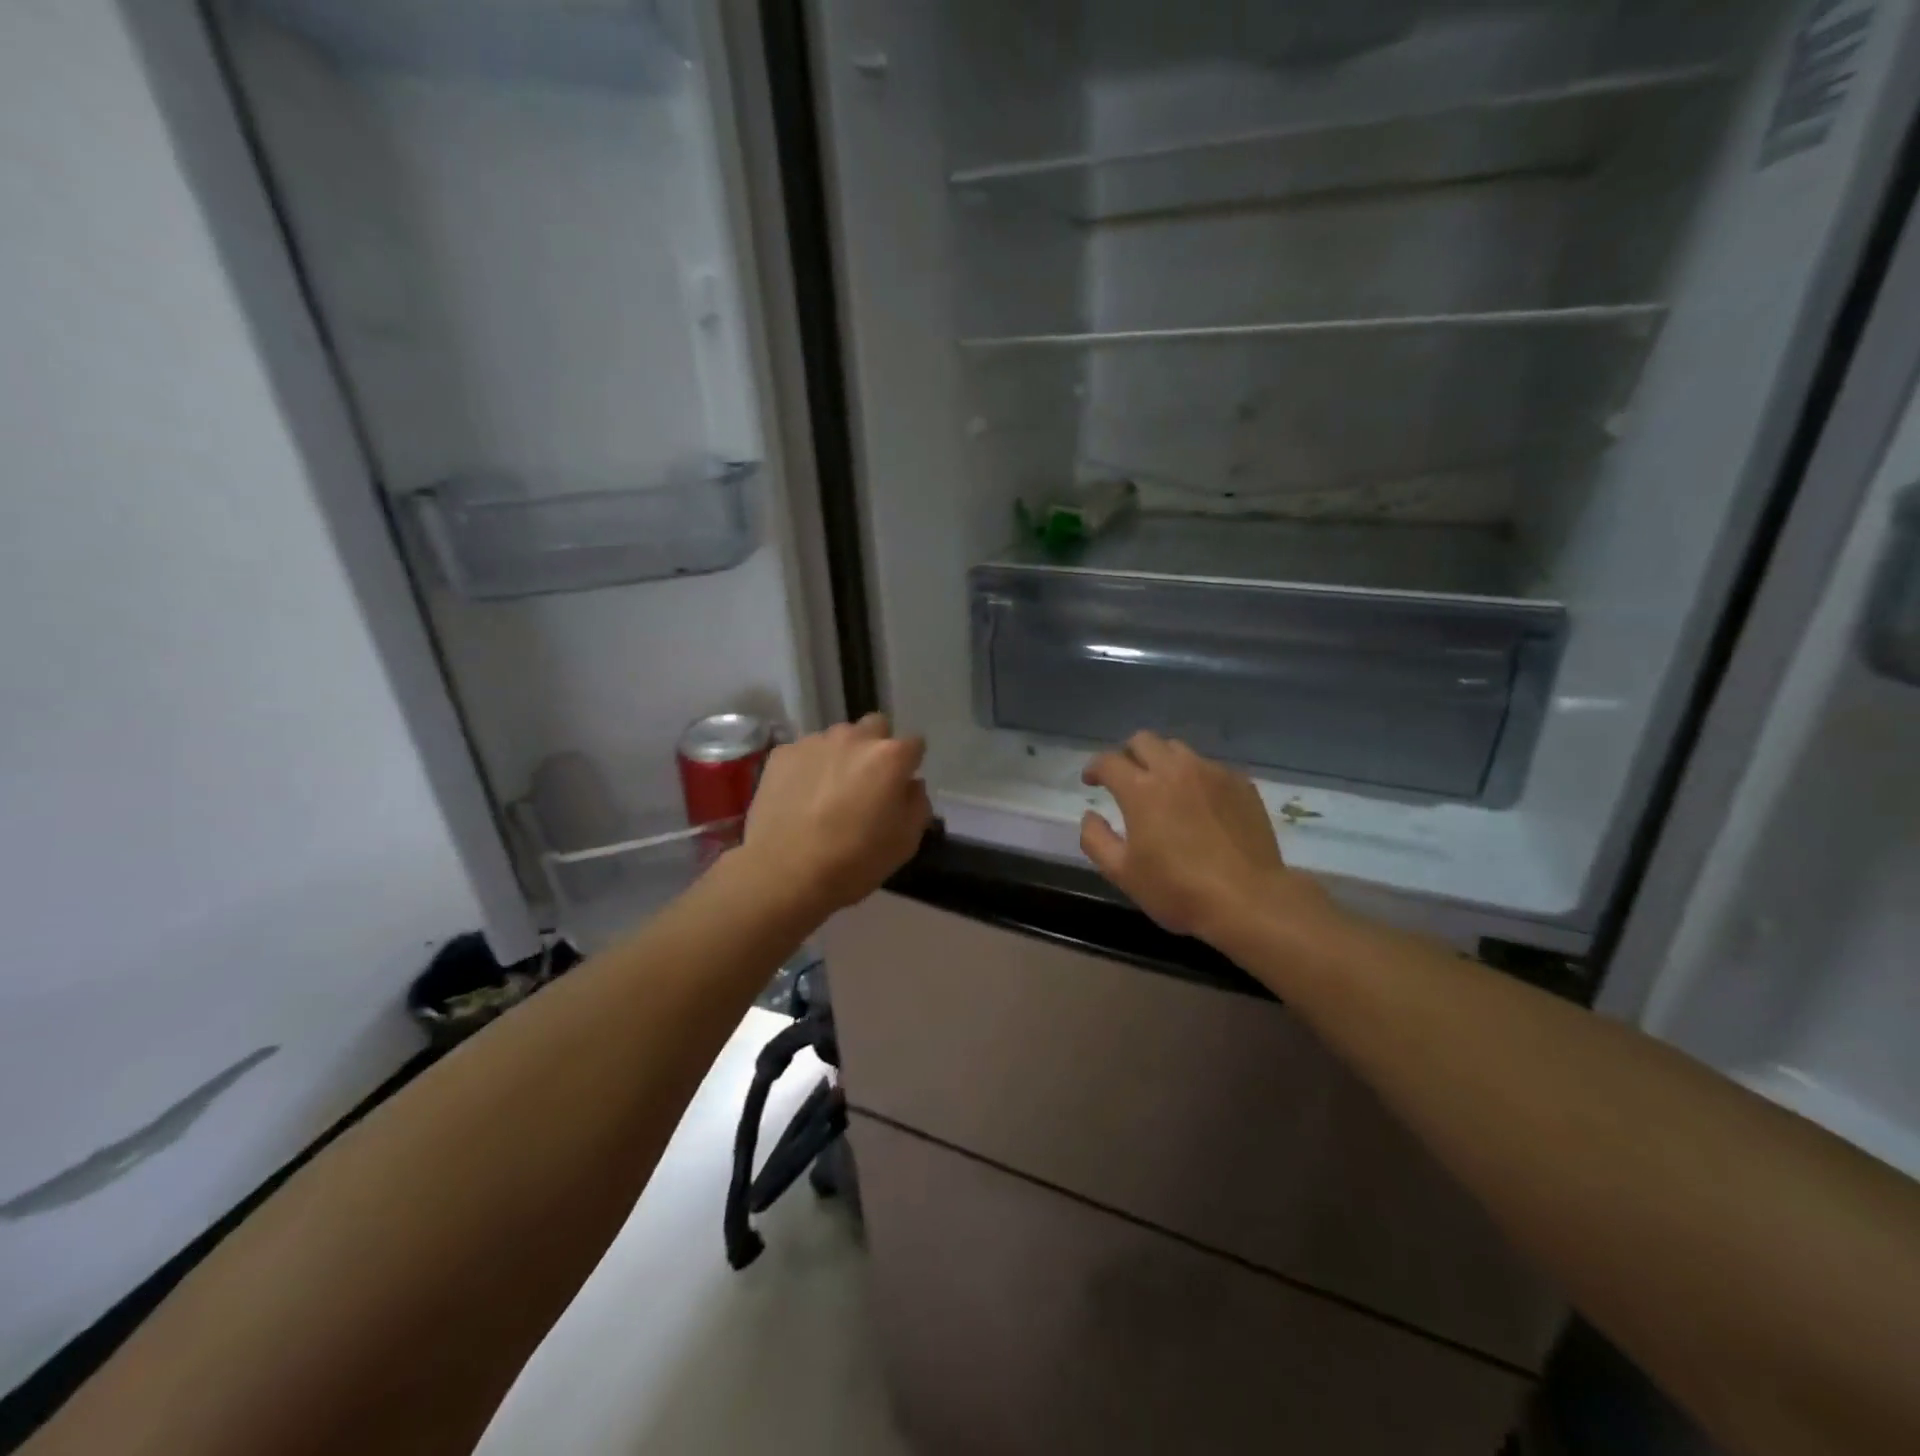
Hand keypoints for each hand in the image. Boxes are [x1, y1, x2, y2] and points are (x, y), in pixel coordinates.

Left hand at [740, 713, 932, 916]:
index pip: (914, 744)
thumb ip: (917, 804)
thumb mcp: (905, 842)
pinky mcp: (781, 754)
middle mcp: (854, 738)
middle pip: (875, 726)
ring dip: (841, 755)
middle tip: (868, 780)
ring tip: (829, 790)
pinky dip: (809, 766)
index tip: (902, 785)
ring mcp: (814, 742)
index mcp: (889, 757)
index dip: (910, 764)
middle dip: (877, 746)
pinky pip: (805, 752)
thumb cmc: (854, 861)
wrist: (783, 873)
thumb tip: (910, 785)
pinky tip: (801, 796)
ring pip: (838, 737)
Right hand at [1080, 733, 1340, 946]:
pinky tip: (1199, 805)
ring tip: (1164, 788)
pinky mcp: (1240, 784)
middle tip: (1126, 779)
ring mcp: (1212, 773)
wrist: (1249, 900)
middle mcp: (1175, 769)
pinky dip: (1195, 778)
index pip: (1109, 761)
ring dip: (1162, 762)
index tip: (1091, 781)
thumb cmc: (1178, 889)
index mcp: (1141, 789)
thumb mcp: (1122, 873)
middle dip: (1128, 755)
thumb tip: (1090, 816)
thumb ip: (1096, 839)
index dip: (1094, 768)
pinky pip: (1209, 767)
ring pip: (1178, 750)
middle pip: (1143, 741)